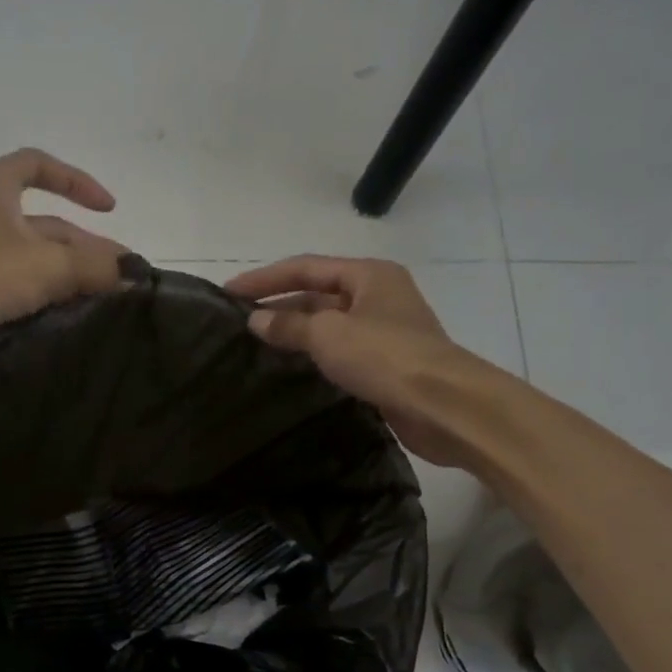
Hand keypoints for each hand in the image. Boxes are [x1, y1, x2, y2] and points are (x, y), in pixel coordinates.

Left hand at [0, 148, 127, 380]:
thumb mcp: (47, 265)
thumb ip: (95, 267)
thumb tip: (132, 275)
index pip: (38, 166)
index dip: (76, 181)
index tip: (108, 208)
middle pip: (49, 226)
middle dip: (88, 249)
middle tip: (122, 278)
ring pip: (39, 263)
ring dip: (73, 278)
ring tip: (109, 302)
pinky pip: (25, 291)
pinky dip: (52, 300)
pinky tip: (79, 319)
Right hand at [226, 256, 497, 466]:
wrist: (443, 405)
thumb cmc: (385, 356)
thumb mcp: (328, 335)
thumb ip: (289, 326)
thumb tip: (255, 321)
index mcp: (368, 275)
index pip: (306, 267)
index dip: (265, 278)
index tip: (229, 291)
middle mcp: (378, 296)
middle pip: (318, 293)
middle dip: (279, 305)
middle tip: (240, 321)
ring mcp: (385, 331)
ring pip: (330, 324)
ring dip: (296, 331)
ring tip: (257, 344)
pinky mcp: (387, 364)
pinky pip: (341, 351)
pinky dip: (315, 355)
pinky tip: (291, 367)